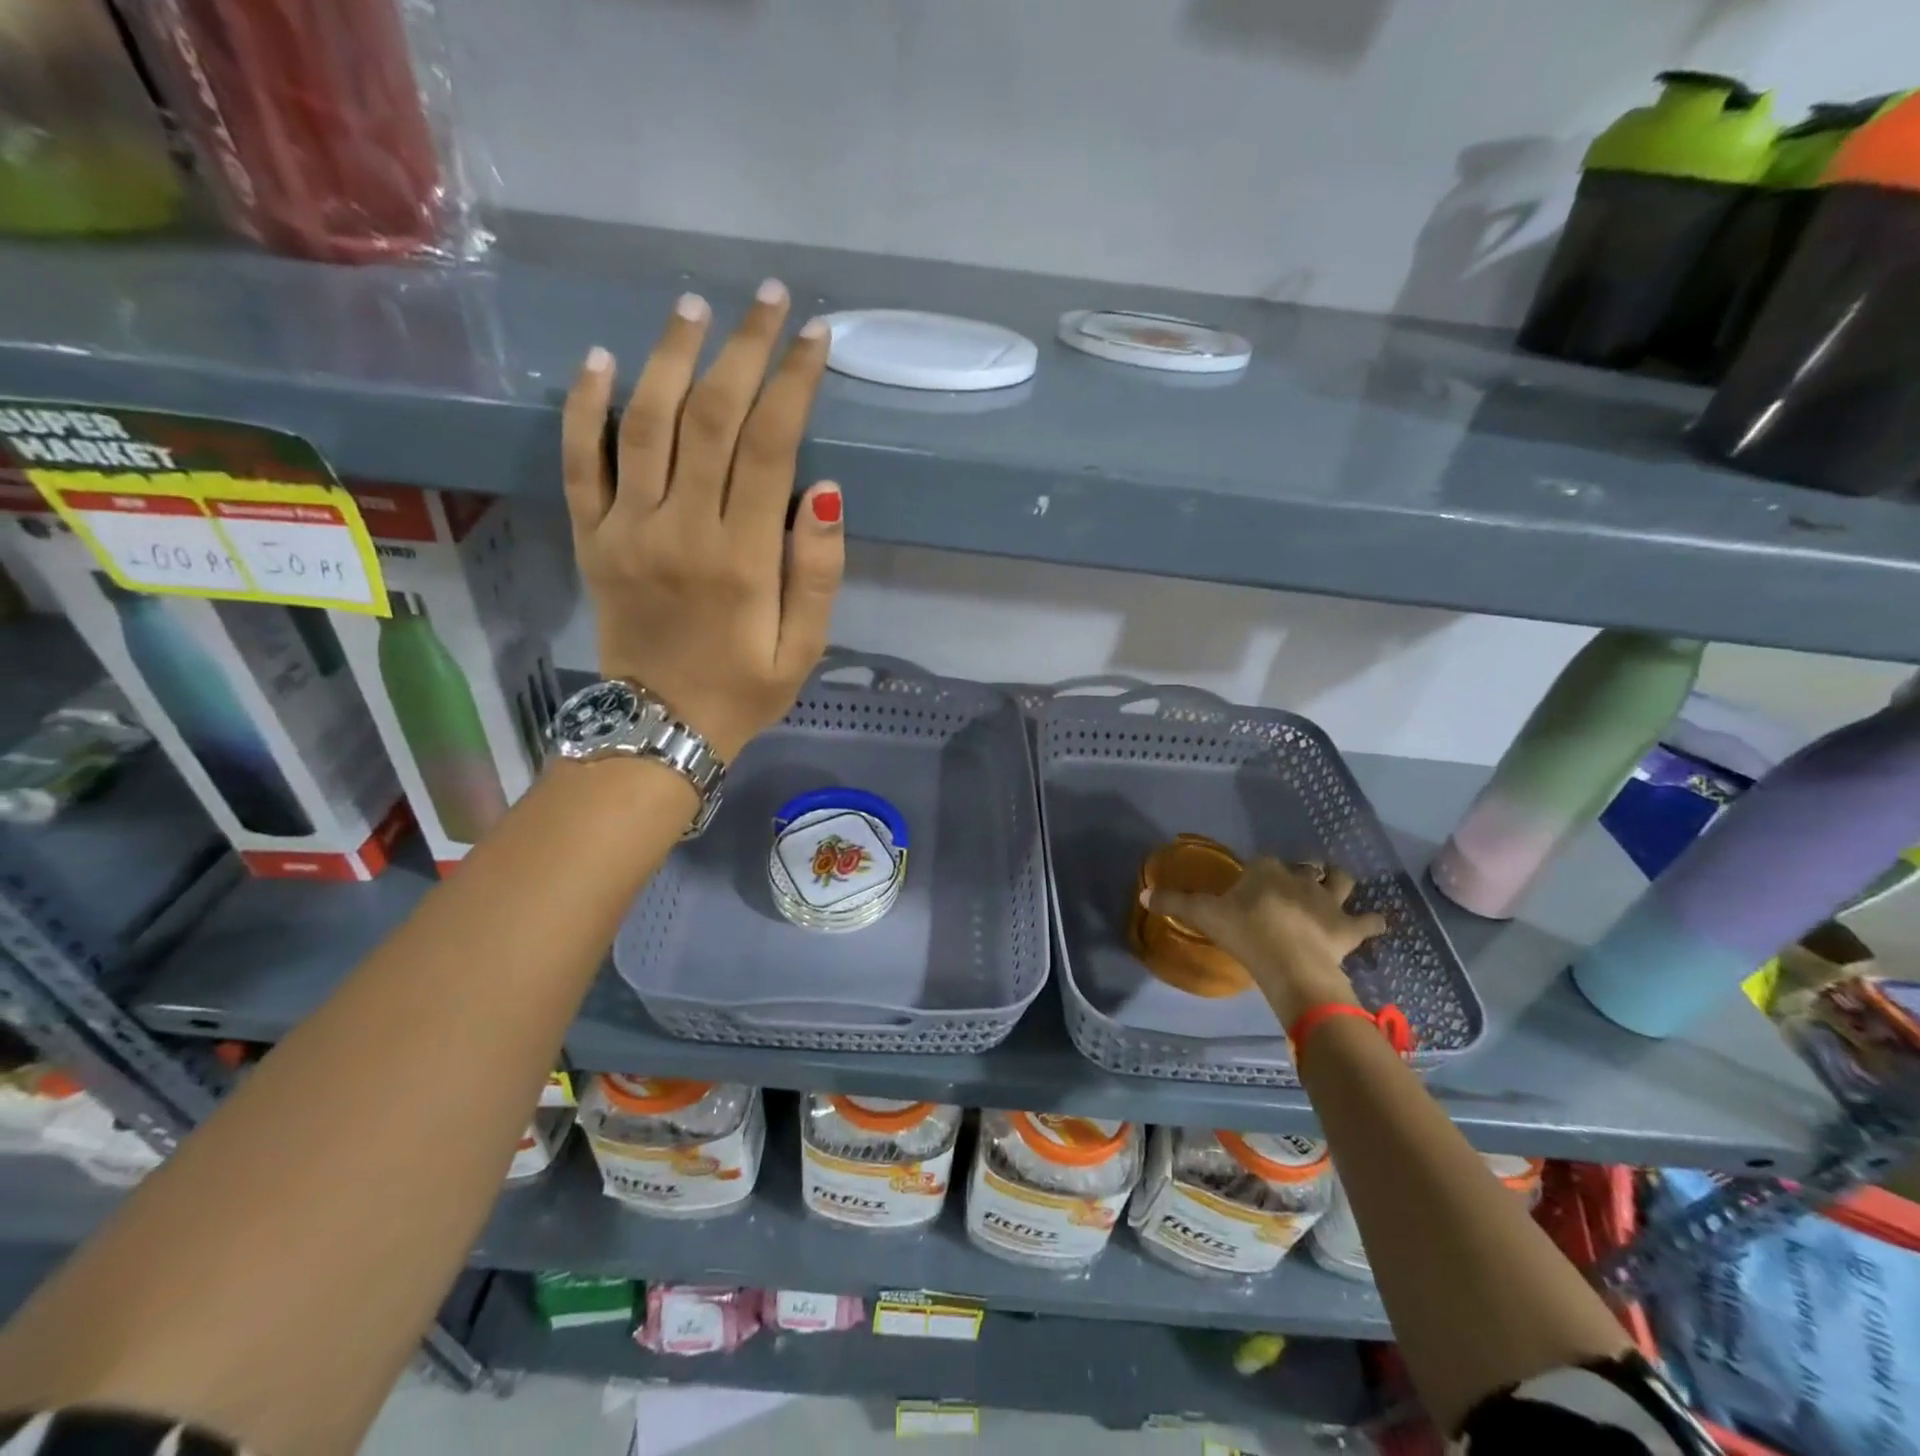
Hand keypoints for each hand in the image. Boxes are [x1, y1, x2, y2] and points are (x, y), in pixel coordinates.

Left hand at [560, 280, 843, 761]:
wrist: (658, 728)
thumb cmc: (744, 690)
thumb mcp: (805, 648)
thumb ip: (818, 571)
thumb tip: (824, 489)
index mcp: (742, 558)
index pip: (771, 446)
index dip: (794, 383)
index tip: (816, 338)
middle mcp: (681, 528)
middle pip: (711, 416)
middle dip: (744, 349)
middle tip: (768, 300)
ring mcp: (627, 529)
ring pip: (645, 422)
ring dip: (671, 356)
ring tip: (695, 308)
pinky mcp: (590, 538)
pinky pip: (579, 462)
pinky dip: (584, 407)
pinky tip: (599, 359)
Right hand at [1148, 858, 1387, 1024]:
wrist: (1290, 963)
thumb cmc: (1245, 933)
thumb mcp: (1203, 916)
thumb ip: (1175, 903)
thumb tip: (1144, 894)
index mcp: (1265, 870)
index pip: (1263, 862)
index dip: (1260, 871)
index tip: (1252, 884)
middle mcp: (1300, 878)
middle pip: (1304, 867)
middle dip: (1302, 872)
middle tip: (1294, 886)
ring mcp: (1328, 901)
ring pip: (1341, 881)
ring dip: (1339, 883)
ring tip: (1336, 890)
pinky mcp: (1349, 927)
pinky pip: (1369, 921)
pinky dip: (1373, 922)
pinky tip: (1375, 924)